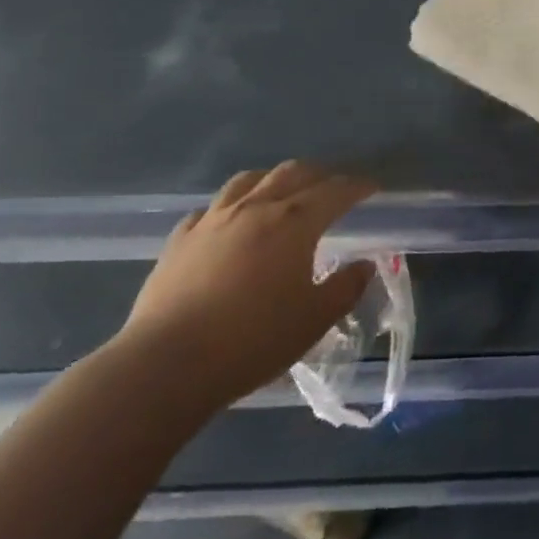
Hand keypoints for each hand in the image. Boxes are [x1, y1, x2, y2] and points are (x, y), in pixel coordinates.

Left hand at [121, 161, 376, 408]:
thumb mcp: (314, 320)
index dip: (357, 187)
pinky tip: (230, 222)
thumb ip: (345, 288)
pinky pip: (211, 208)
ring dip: (274, 180)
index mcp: (295, 223)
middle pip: (292, 173)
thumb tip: (364, 265)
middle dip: (319, 175)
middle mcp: (255, 208)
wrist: (165, 365)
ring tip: (282, 192)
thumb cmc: (252, 340)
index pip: (335, 192)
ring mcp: (213, 220)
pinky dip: (231, 206)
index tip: (372, 188)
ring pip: (249, 180)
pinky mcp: (179, 240)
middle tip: (333, 188)